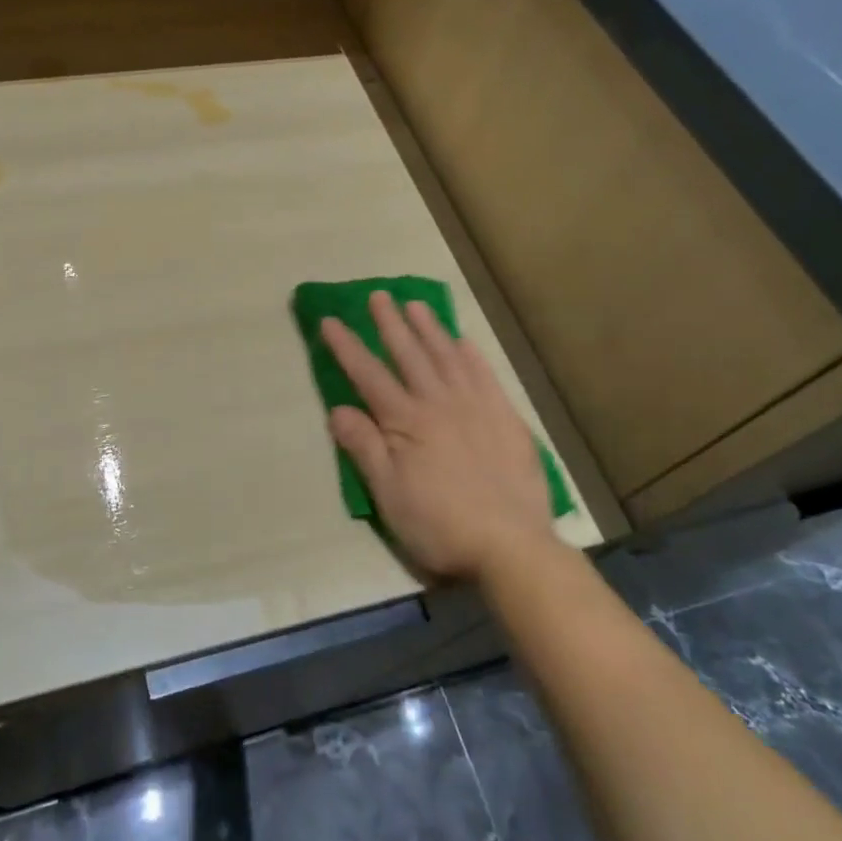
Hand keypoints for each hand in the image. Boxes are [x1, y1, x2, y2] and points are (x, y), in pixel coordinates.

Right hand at [322, 292, 554, 580]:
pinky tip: (463, 341)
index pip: (368, 375)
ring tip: (416, 305)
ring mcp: (476, 407)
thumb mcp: (388, 494)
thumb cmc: (440, 524)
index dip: (347, 347)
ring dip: (429, 329)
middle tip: (378, 295)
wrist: (511, 545)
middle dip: (390, 323)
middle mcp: (439, 403)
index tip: (331, 320)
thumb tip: (337, 409)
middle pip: (409, 354)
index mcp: (406, 421)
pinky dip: (471, 355)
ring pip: (447, 357)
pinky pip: (485, 375)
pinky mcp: (505, 418)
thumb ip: (364, 447)